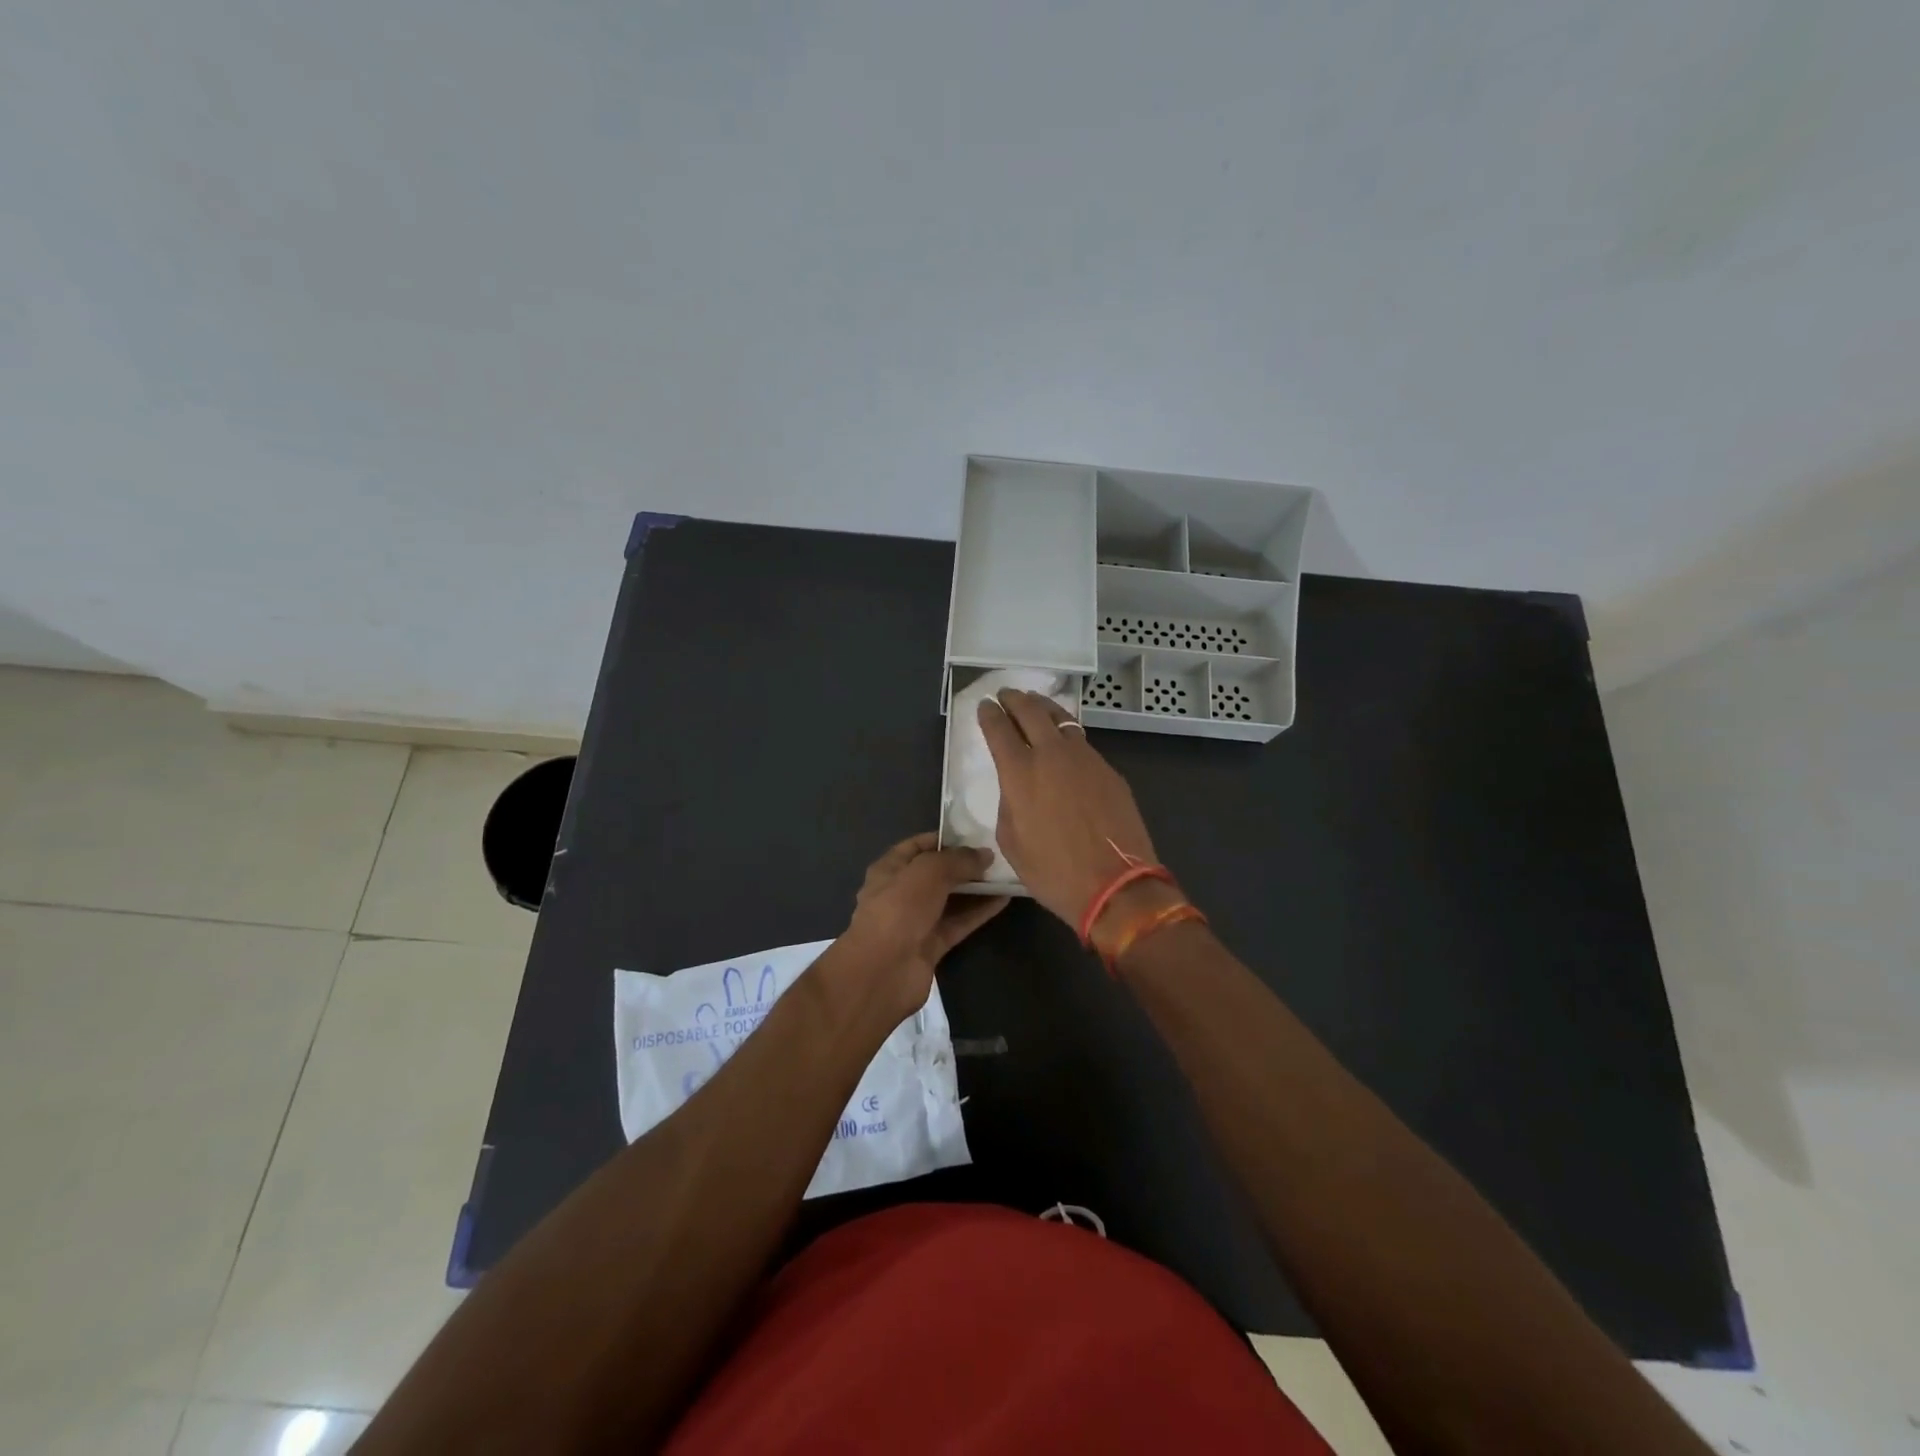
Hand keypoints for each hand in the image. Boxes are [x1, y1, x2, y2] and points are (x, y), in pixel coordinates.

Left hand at [835, 833, 1007, 1023]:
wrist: (883, 971)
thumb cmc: (899, 909)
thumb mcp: (929, 872)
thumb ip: (958, 860)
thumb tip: (985, 855)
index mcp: (890, 869)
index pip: (918, 846)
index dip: (945, 839)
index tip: (975, 834)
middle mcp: (901, 892)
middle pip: (937, 873)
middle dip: (965, 864)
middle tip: (998, 855)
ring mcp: (917, 921)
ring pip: (951, 899)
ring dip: (976, 888)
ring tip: (1006, 874)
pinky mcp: (932, 945)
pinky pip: (959, 922)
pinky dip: (979, 911)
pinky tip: (1004, 899)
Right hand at [975, 689, 1159, 928]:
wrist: (1116, 884)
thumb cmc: (1053, 871)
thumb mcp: (1012, 842)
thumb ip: (1010, 804)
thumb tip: (1018, 788)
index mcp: (1020, 773)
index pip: (998, 729)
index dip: (989, 714)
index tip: (985, 705)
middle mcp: (1052, 755)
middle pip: (1030, 711)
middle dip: (1015, 699)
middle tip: (1006, 694)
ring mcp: (1085, 758)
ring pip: (1062, 720)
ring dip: (1044, 708)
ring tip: (1035, 704)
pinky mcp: (1109, 770)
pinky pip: (1082, 743)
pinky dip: (1067, 735)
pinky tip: (1065, 744)